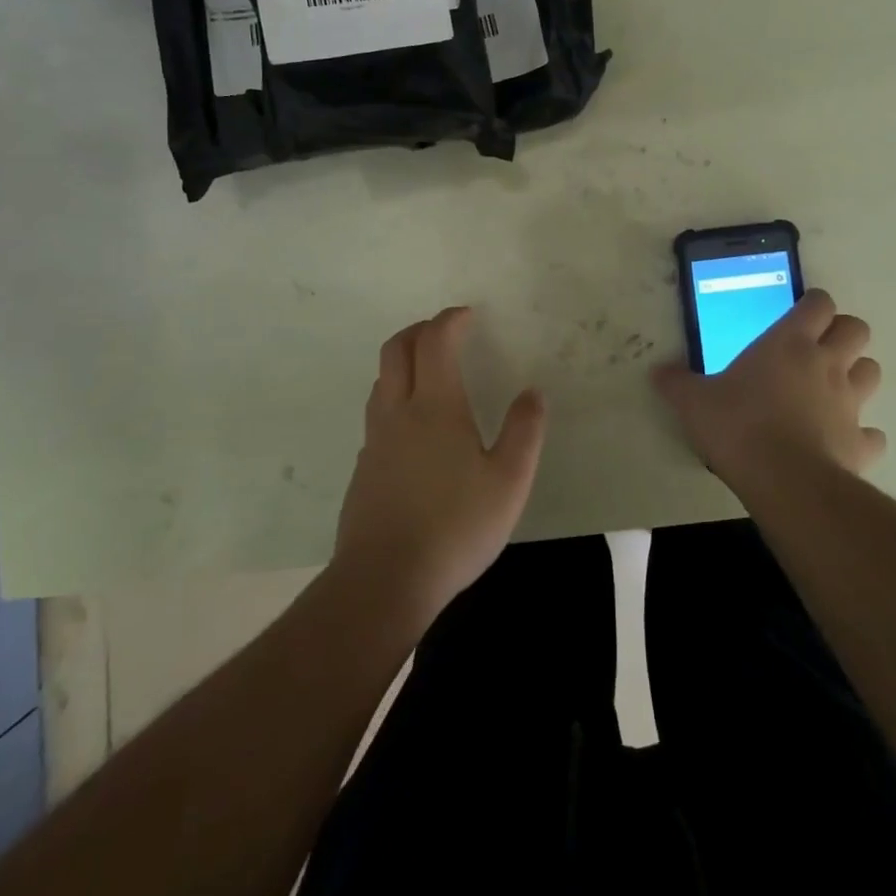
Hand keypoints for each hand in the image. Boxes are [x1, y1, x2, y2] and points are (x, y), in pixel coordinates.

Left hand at [333, 306, 546, 624]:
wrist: (384, 580)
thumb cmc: (455, 526)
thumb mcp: (508, 481)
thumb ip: (524, 432)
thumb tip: (532, 393)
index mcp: (435, 406)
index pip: (435, 341)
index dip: (450, 320)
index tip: (467, 314)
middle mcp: (398, 412)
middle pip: (396, 350)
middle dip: (419, 330)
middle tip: (443, 331)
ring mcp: (375, 441)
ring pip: (381, 381)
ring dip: (403, 362)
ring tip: (429, 372)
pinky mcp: (363, 469)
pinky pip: (377, 414)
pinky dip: (395, 398)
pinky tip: (415, 429)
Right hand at [652, 289, 885, 496]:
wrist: (784, 481)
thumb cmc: (738, 426)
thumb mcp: (694, 402)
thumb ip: (677, 383)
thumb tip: (658, 372)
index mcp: (789, 343)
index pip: (819, 304)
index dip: (814, 305)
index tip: (799, 314)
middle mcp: (827, 364)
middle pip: (857, 330)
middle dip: (842, 334)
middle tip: (817, 349)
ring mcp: (850, 403)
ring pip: (871, 373)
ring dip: (856, 376)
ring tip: (831, 390)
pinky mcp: (861, 443)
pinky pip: (872, 433)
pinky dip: (861, 434)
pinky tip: (841, 441)